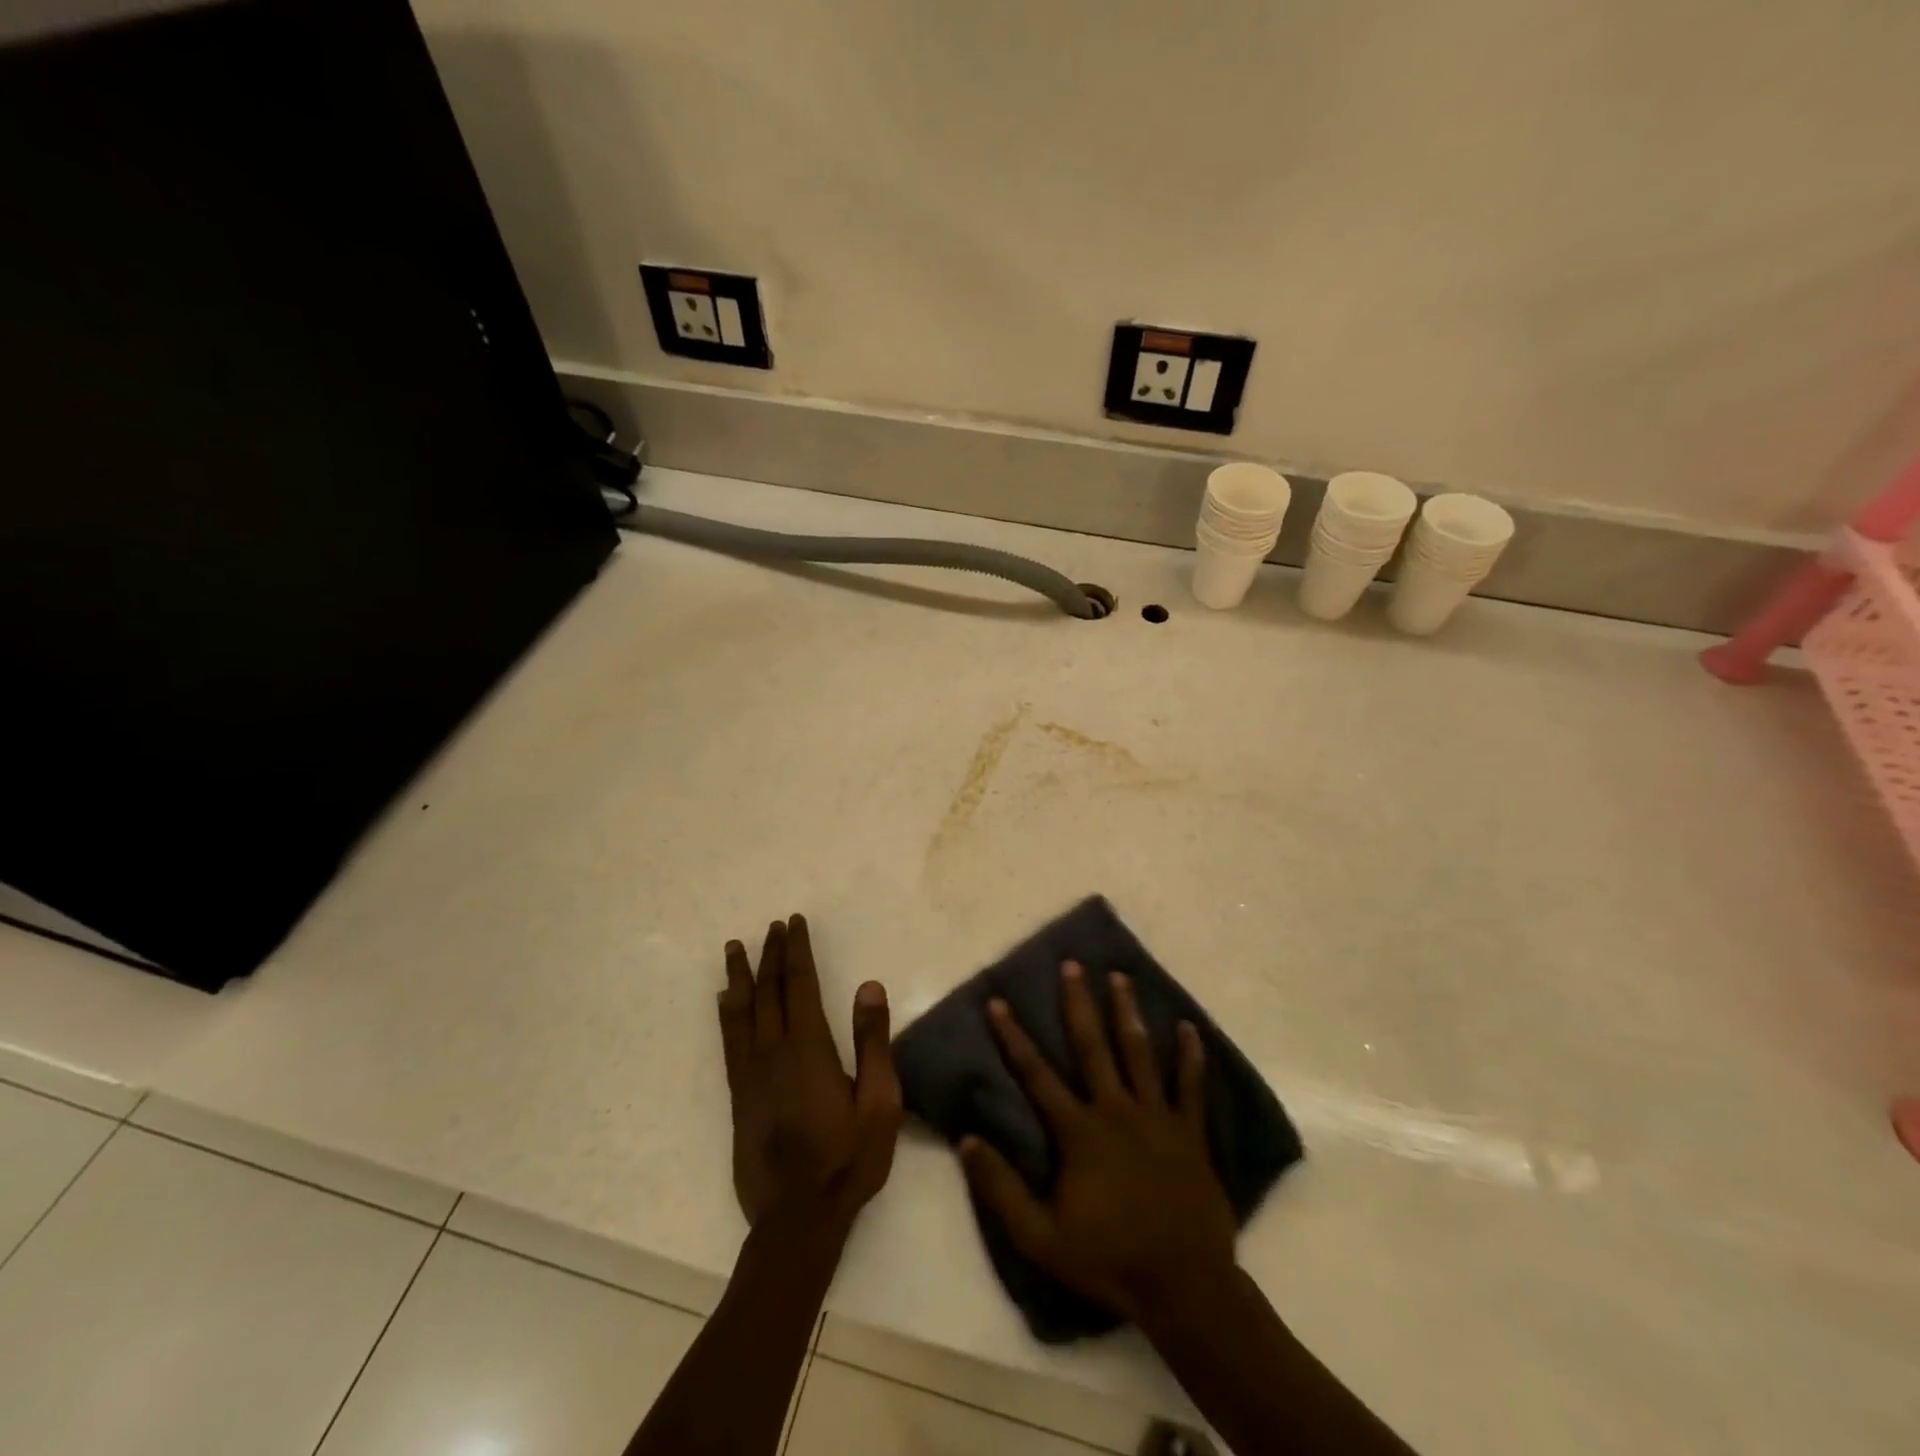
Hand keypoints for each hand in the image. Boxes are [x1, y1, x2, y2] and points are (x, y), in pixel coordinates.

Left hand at [718, 915, 901, 1230]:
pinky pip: (729, 1041)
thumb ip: (873, 1042)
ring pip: (742, 1011)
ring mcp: (751, 1073)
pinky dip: (725, 1013)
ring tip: (736, 947)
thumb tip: (868, 986)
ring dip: (740, 975)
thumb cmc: (849, 1159)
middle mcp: (774, 1051)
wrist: (798, 1218)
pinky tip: (723, 999)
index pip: (800, 984)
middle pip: (769, 990)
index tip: (794, 922)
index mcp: (809, 1047)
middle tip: (773, 925)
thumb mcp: (880, 1102)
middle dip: (771, 954)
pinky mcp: (739, 1095)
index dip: (797, 950)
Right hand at [960, 962, 1237, 1322]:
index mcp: (1078, 1131)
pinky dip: (1191, 1056)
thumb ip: (1001, 1189)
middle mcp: (1116, 1109)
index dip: (1013, 1036)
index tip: (997, 1001)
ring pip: (1140, 1052)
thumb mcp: (1041, 1237)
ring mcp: (1157, 1116)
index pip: (1036, 1074)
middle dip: (1078, 1003)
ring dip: (1128, 1011)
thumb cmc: (1108, 1260)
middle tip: (1071, 965)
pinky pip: (1191, 1086)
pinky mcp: (1190, 1132)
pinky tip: (1190, 1027)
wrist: (1184, 1287)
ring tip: (1119, 976)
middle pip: (1093, 1045)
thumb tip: (967, 1140)